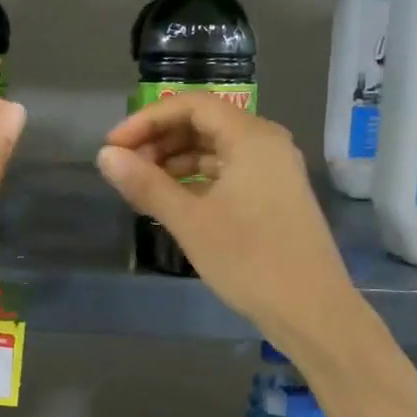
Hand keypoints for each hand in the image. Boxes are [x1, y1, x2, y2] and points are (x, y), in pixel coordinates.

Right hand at [96, 94, 360, 351]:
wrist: (312, 311)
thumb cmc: (249, 260)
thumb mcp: (190, 222)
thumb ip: (146, 184)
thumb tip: (104, 157)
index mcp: (251, 137)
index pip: (191, 106)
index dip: (147, 120)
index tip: (113, 146)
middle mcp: (267, 143)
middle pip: (204, 123)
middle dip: (159, 140)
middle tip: (124, 167)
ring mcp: (274, 170)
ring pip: (215, 149)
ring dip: (175, 161)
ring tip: (141, 187)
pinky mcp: (275, 195)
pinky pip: (228, 172)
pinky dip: (197, 179)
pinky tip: (172, 201)